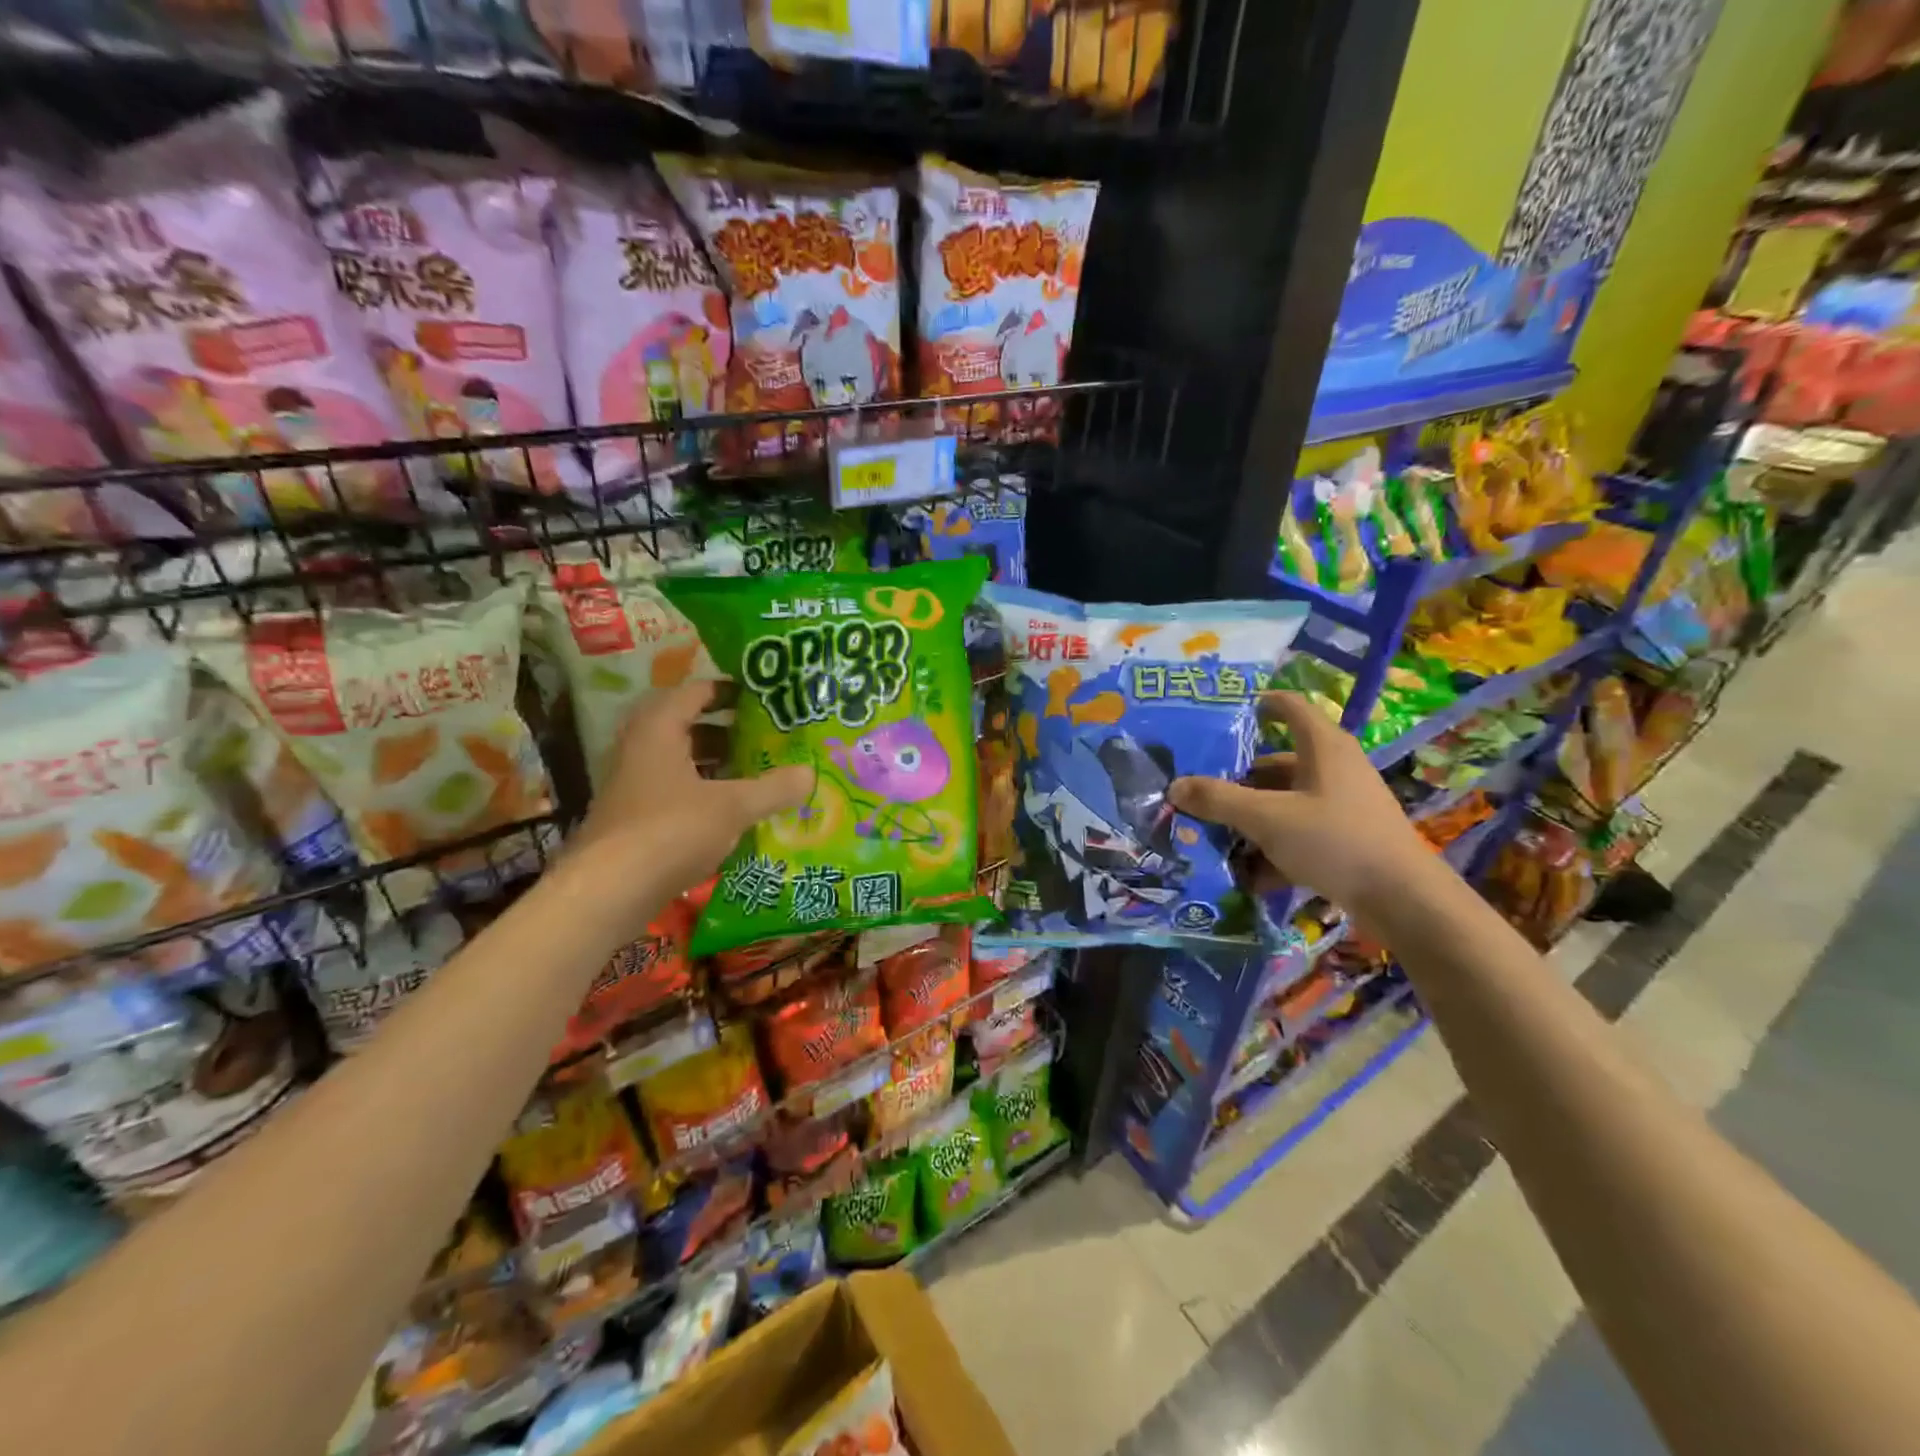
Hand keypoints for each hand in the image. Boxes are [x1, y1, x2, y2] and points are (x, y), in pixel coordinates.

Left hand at [570, 680, 813, 909]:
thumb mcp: (732, 807)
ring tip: (756, 772)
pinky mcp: (633, 817)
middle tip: (765, 737)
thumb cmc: (670, 830)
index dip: (729, 691)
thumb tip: (810, 773)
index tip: (762, 698)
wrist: (608, 891)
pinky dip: (702, 793)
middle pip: (687, 727)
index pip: (695, 692)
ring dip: (715, 764)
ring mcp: (632, 784)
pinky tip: (731, 811)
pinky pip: (674, 791)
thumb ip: (773, 788)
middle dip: (727, 731)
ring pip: (680, 761)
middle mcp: (640, 748)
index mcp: (659, 729)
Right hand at [1167, 691, 1431, 918]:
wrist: (1403, 900)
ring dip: (1250, 819)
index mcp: (1322, 746)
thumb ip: (1218, 800)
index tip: (1218, 715)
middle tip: (1197, 791)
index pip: (1287, 706)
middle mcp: (1333, 767)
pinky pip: (1297, 832)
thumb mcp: (1267, 818)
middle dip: (1235, 779)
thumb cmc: (1334, 841)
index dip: (1255, 704)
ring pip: (1283, 801)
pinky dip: (1272, 848)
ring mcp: (1341, 804)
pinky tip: (1246, 875)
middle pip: (1274, 763)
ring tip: (1212, 836)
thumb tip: (1174, 786)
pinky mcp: (1345, 837)